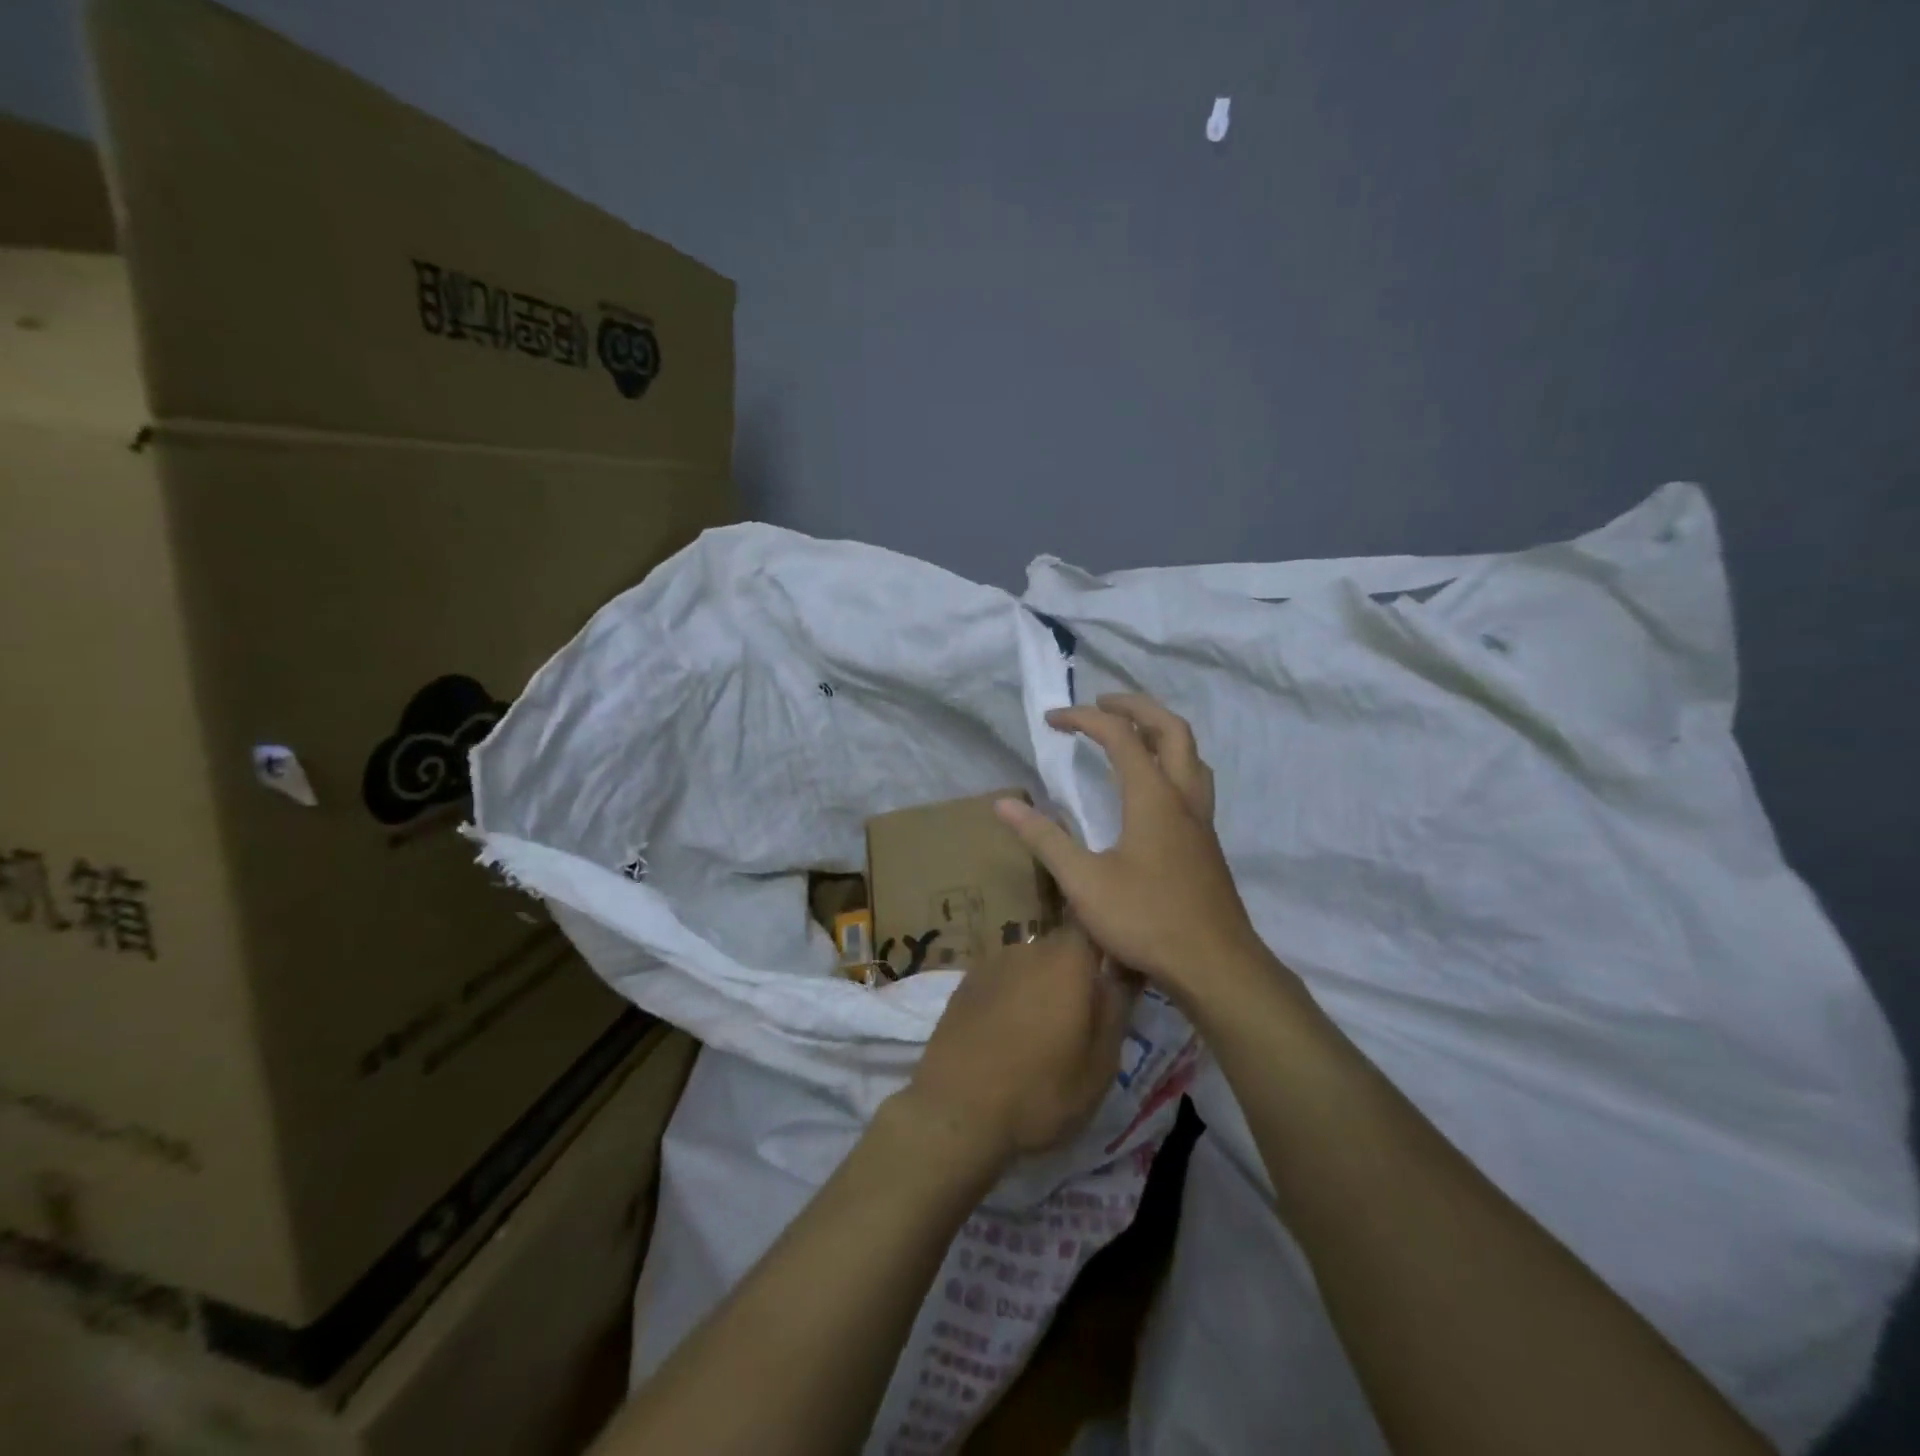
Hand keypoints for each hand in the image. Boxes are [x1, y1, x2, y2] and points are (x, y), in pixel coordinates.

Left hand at [899, 925, 1130, 1170]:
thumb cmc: (1039, 1092)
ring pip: (1028, 966)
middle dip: (1072, 975)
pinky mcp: (963, 984)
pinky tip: (1004, 1036)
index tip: (1114, 975)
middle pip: (1060, 950)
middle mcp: (1027, 949)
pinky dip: (1009, 999)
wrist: (955, 1112)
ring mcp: (990, 964)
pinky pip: (1000, 982)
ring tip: (1039, 1034)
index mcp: (1066, 961)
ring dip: (1038, 988)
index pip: (1092, 929)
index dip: (1105, 945)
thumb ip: (1116, 1010)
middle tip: (1078, 1021)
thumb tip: (1121, 974)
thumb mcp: (1100, 1065)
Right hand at [995, 694, 1270, 1008]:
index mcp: (1153, 797)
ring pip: (1191, 755)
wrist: (1216, 966)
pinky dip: (1171, 763)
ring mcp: (1201, 821)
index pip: (1120, 736)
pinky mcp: (1206, 844)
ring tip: (1131, 734)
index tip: (1052, 720)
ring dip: (1161, 732)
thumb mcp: (1084, 881)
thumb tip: (1004, 804)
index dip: (1084, 719)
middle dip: (1135, 706)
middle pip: (1171, 729)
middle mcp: (1183, 797)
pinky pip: (1194, 782)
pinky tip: (1152, 792)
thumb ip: (1045, 839)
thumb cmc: (1147, 919)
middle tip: (1102, 703)